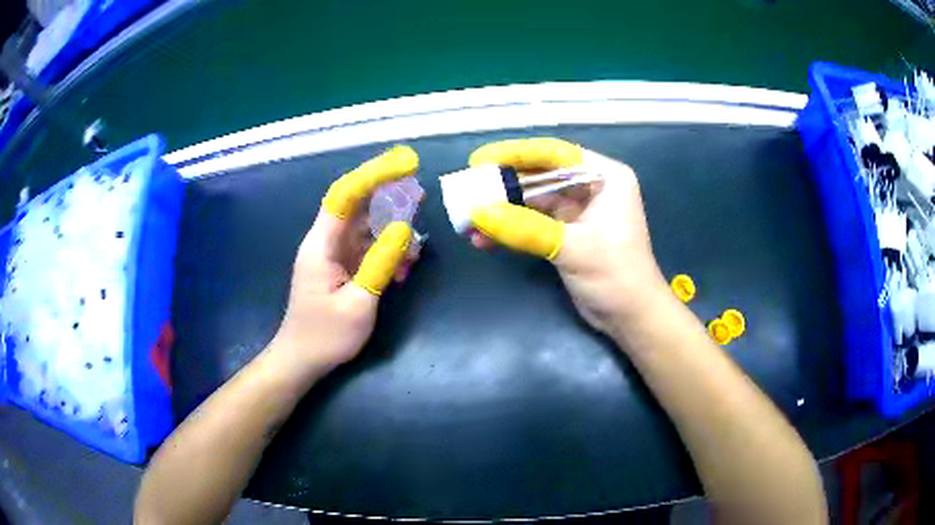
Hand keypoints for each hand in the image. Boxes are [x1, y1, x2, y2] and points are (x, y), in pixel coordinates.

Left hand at [268, 146, 418, 378]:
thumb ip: (380, 262)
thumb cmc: (325, 336)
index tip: (406, 165)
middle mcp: (326, 241)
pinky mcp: (342, 267)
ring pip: (366, 227)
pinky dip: (386, 251)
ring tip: (417, 242)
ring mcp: (334, 254)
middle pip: (358, 205)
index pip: (346, 195)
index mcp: (322, 244)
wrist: (302, 360)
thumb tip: (405, 229)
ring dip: (392, 230)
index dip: (375, 175)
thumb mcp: (358, 303)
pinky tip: (403, 267)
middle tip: (420, 193)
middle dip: (389, 196)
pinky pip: (367, 248)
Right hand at [467, 138, 668, 334]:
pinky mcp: (566, 234)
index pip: (555, 154)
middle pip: (539, 176)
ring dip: (502, 212)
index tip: (479, 160)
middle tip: (467, 191)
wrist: (630, 318)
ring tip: (468, 222)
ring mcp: (577, 212)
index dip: (515, 154)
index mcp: (604, 177)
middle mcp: (591, 187)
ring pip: (532, 202)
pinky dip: (510, 230)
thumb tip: (478, 213)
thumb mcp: (573, 248)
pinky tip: (483, 240)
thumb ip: (526, 229)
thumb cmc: (616, 275)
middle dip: (503, 187)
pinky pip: (532, 224)